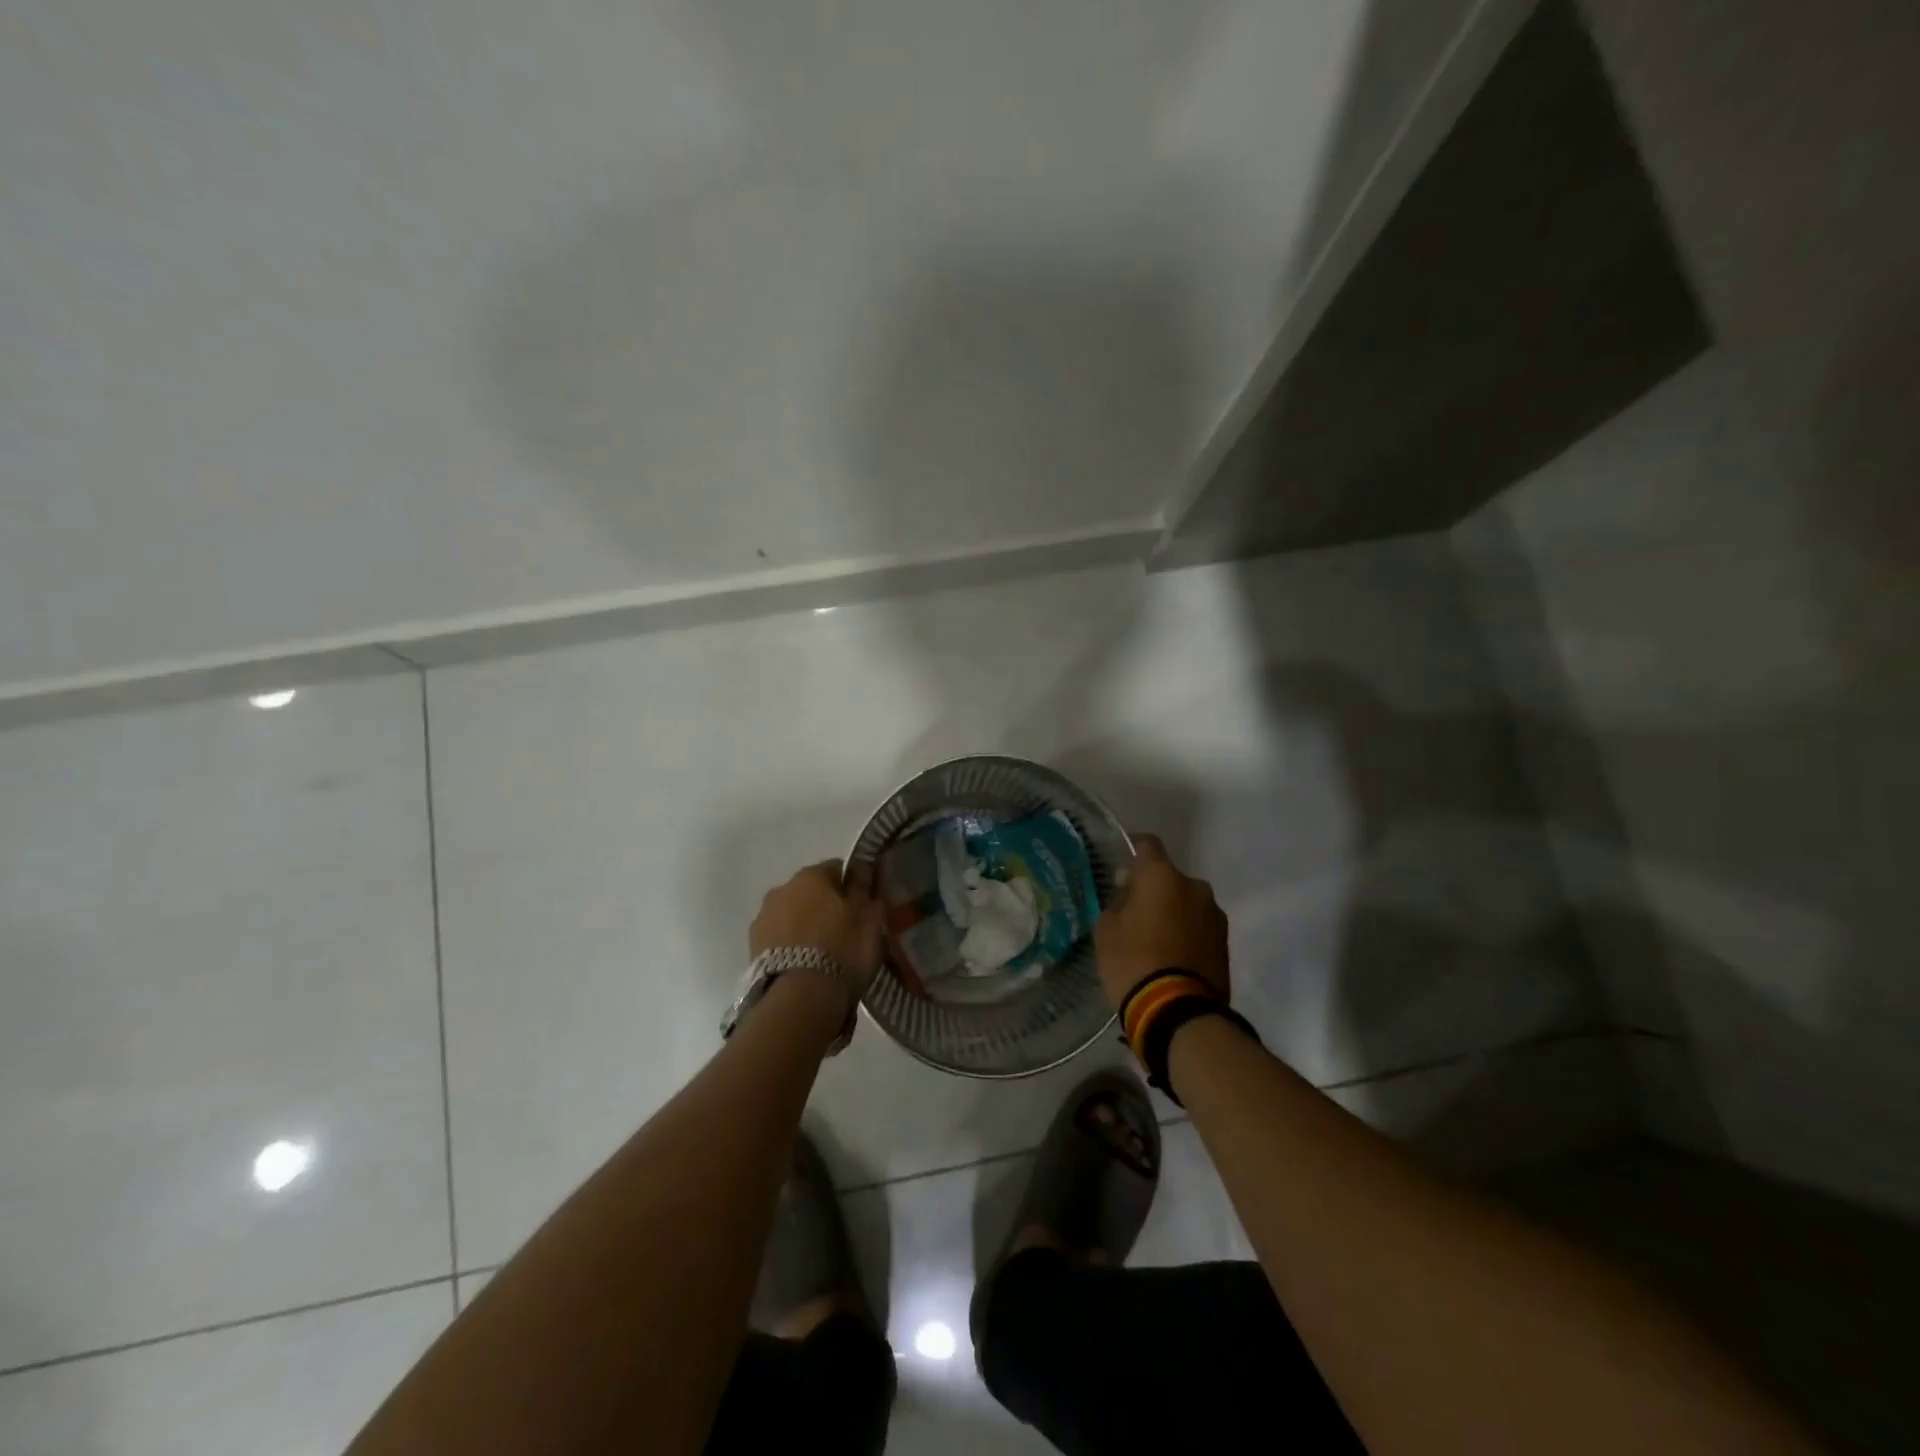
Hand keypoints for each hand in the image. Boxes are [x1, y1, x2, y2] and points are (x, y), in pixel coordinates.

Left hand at [750, 860, 884, 992]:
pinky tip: (805, 968)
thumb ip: (864, 889)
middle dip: (825, 907)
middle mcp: (782, 889)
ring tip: (823, 955)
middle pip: (810, 892)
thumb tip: (861, 870)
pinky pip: (780, 940)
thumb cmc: (842, 949)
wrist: (799, 998)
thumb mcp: (869, 917)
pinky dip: (792, 948)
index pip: (837, 869)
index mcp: (811, 875)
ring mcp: (763, 919)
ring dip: (805, 927)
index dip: (852, 887)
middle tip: (844, 932)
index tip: (863, 906)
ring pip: (792, 915)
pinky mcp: (752, 948)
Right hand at [1094, 834, 1229, 1011]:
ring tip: (1154, 941)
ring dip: (1172, 913)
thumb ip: (1117, 904)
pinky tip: (1171, 957)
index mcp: (1162, 876)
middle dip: (1153, 890)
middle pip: (1168, 878)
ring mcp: (1215, 916)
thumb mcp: (1106, 932)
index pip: (1147, 845)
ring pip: (1187, 904)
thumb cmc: (1133, 963)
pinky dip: (1186, 935)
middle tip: (1133, 914)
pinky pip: (1199, 928)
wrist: (1179, 1014)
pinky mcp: (1225, 944)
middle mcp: (1194, 887)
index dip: (1132, 851)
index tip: (1120, 868)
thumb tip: (1129, 894)